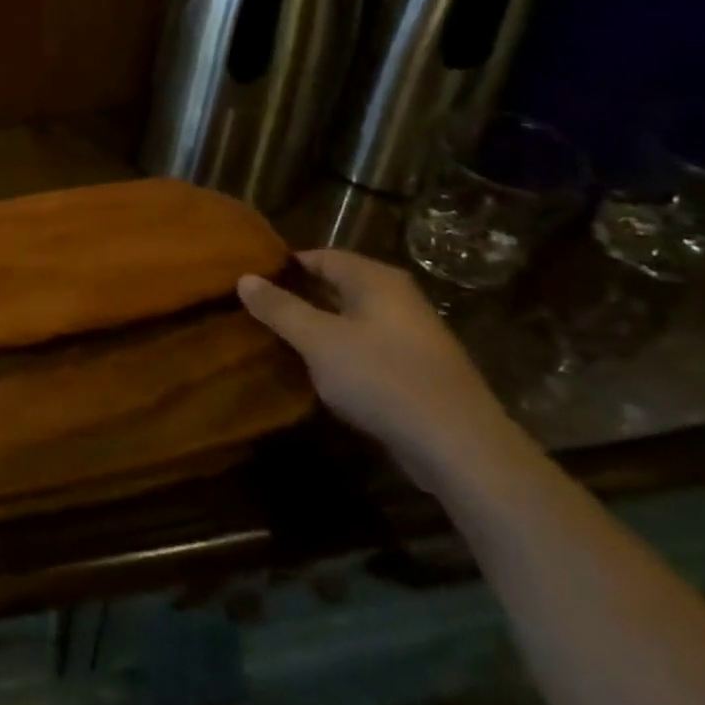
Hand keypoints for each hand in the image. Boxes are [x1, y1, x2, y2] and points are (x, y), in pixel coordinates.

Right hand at [239, 250, 531, 493]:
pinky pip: (367, 349)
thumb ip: (280, 308)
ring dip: (318, 329)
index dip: (284, 267)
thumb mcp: (318, 340)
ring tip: (278, 342)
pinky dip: (340, 354)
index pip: (320, 256)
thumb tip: (244, 278)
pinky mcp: (417, 370)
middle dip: (298, 298)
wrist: (460, 447)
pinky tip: (318, 373)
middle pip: (336, 286)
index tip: (250, 282)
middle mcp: (397, 298)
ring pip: (351, 320)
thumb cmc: (382, 378)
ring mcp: (411, 335)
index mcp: (375, 279)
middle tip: (257, 312)